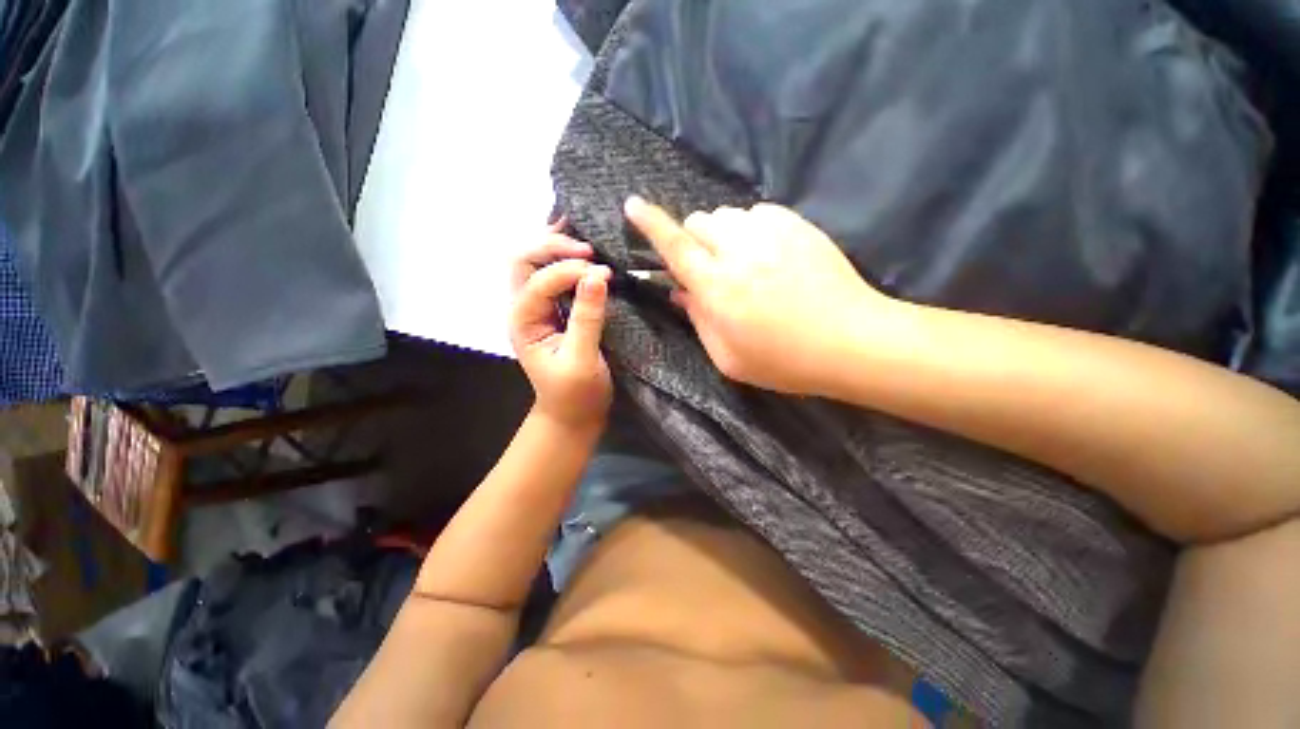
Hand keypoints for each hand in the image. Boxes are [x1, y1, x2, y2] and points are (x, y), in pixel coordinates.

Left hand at [509, 222, 613, 429]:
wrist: (573, 414)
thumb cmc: (576, 394)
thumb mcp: (582, 360)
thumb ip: (586, 318)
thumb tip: (597, 275)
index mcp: (523, 321)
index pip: (540, 282)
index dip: (570, 271)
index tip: (605, 274)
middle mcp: (524, 308)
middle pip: (524, 261)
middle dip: (552, 247)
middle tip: (589, 249)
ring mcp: (537, 307)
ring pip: (535, 262)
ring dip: (555, 246)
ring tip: (581, 234)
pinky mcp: (554, 310)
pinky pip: (553, 275)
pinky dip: (565, 258)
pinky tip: (581, 249)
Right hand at [624, 197, 892, 394]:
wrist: (851, 340)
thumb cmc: (784, 360)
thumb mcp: (728, 357)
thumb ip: (698, 319)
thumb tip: (679, 291)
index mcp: (717, 287)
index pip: (674, 246)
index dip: (651, 224)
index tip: (633, 205)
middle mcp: (738, 251)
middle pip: (698, 222)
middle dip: (693, 240)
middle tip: (708, 267)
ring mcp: (771, 232)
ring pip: (726, 215)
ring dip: (722, 235)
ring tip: (742, 263)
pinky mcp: (796, 223)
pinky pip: (757, 213)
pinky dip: (751, 230)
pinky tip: (768, 255)